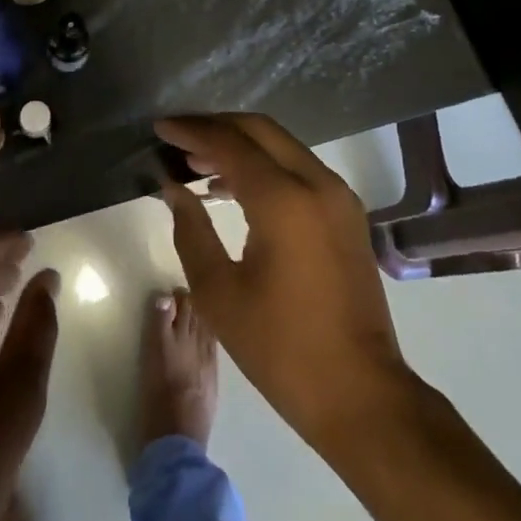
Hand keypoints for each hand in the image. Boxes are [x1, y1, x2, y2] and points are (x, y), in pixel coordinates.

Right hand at [156, 114, 412, 449]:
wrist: (360, 393)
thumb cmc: (281, 348)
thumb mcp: (219, 293)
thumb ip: (191, 229)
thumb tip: (173, 187)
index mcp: (284, 200)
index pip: (230, 143)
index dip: (191, 131)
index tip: (160, 127)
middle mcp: (317, 184)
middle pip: (260, 130)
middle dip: (216, 127)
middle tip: (178, 138)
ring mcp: (338, 197)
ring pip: (282, 146)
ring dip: (240, 145)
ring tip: (196, 163)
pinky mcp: (347, 214)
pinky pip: (299, 169)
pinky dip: (264, 166)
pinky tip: (232, 188)